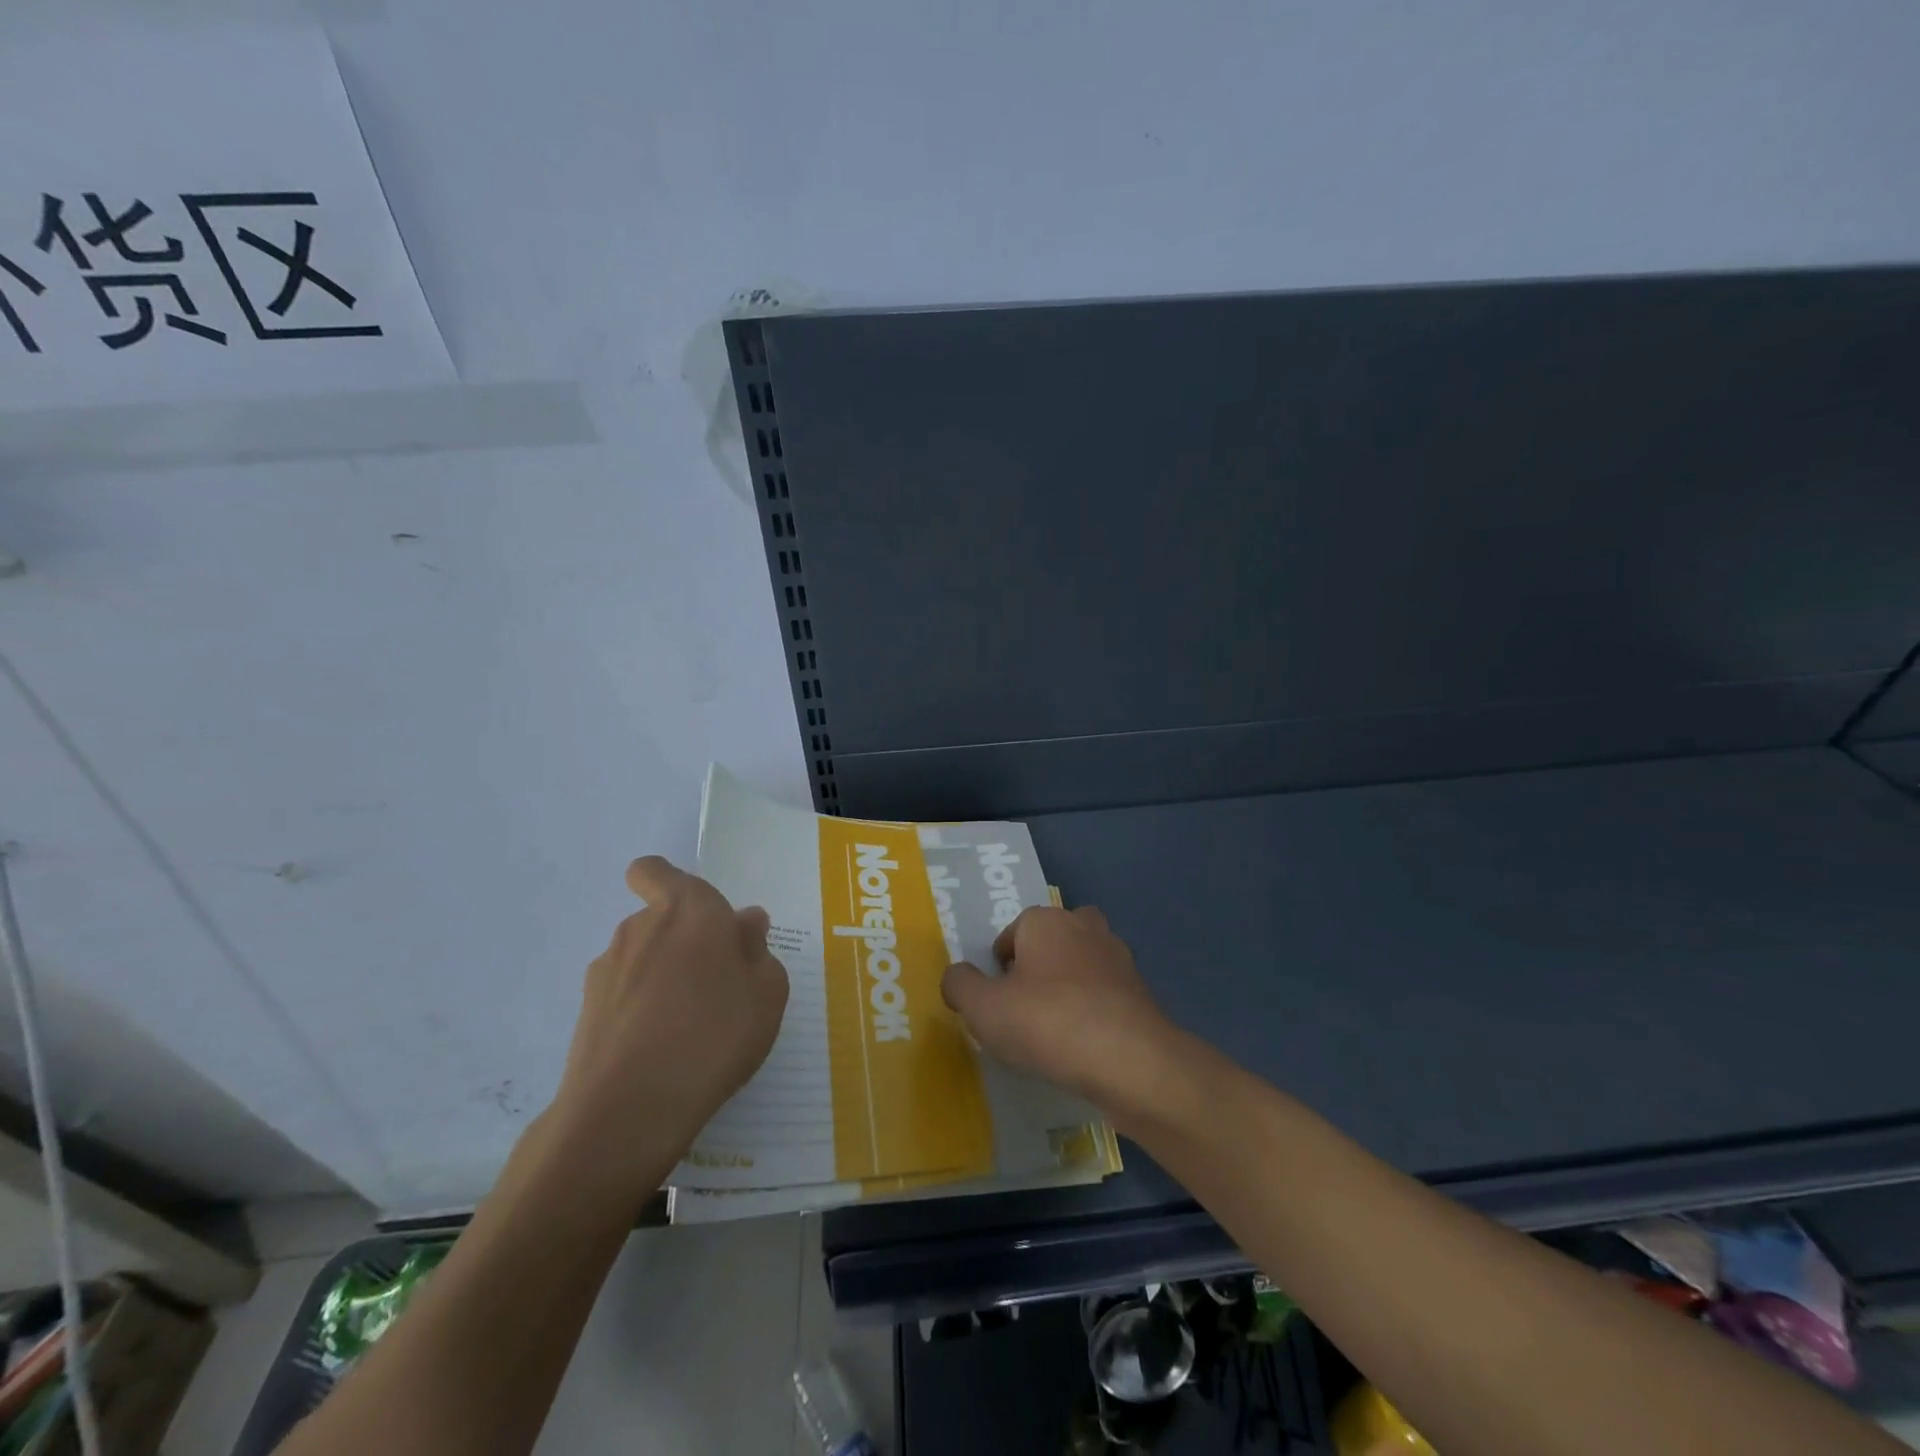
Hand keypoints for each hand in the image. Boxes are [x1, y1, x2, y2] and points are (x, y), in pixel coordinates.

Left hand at [544, 857, 787, 1203]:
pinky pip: (623, 995)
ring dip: (661, 977)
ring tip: (689, 1025)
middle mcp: (641, 926)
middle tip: (714, 983)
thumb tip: (744, 924)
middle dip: (682, 941)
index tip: (697, 918)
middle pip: (657, 918)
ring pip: (641, 958)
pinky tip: (660, 1050)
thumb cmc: (715, 1033)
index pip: (654, 871)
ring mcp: (608, 968)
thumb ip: (757, 949)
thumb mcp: (768, 992)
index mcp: (689, 909)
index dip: (668, 883)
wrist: (629, 1109)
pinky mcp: (586, 1010)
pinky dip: (639, 1010)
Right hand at [940, 905, 1175, 1116]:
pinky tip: (1083, 1045)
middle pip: (1051, 941)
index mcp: (1045, 921)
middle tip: (1024, 1008)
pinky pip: (1105, 994)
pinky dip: (1093, 1011)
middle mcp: (1084, 927)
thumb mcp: (984, 1008)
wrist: (1129, 1060)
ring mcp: (1118, 958)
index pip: (1012, 933)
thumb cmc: (1048, 1022)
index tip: (996, 1001)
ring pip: (1082, 964)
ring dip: (1068, 987)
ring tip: (1053, 1029)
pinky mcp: (1140, 992)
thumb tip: (956, 976)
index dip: (999, 967)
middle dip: (1038, 966)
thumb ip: (960, 986)